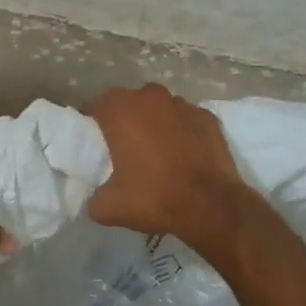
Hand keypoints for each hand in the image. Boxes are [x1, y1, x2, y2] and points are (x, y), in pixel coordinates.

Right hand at [87, 84, 247, 247]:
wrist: (211, 206)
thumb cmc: (154, 197)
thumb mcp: (108, 207)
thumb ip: (94, 196)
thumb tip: (95, 195)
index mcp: (120, 111)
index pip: (97, 105)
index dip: (94, 122)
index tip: (96, 143)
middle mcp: (150, 97)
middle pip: (129, 102)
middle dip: (125, 119)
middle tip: (124, 147)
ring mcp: (182, 104)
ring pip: (159, 108)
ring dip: (154, 122)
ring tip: (156, 150)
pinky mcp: (208, 117)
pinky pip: (185, 119)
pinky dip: (182, 130)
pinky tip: (184, 153)